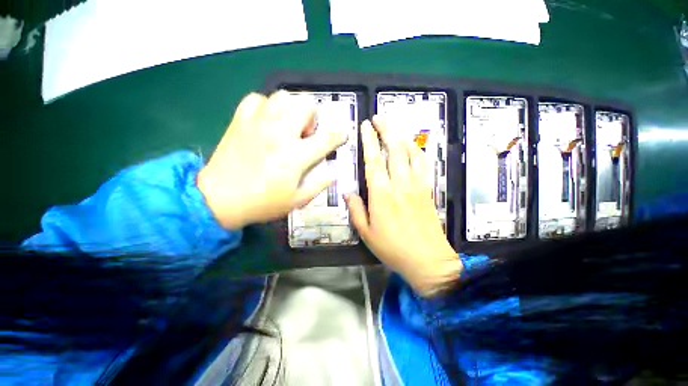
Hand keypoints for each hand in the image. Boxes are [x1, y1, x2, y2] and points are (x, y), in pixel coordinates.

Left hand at [198, 91, 347, 229]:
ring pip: (282, 96)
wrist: (218, 199)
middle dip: (313, 117)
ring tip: (287, 126)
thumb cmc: (262, 203)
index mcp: (296, 155)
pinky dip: (266, 106)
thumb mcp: (297, 201)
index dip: (339, 135)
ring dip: (291, 109)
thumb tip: (334, 173)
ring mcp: (258, 123)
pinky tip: (266, 121)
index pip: (327, 138)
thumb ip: (319, 185)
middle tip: (306, 134)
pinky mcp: (240, 120)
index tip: (343, 134)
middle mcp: (280, 133)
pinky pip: (257, 99)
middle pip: (306, 105)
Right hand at [345, 116, 462, 297]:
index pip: (373, 160)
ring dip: (402, 136)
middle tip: (379, 117)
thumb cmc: (393, 248)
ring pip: (411, 153)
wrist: (427, 260)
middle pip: (394, 150)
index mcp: (382, 195)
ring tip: (394, 127)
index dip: (369, 140)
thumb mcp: (366, 233)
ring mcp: (417, 185)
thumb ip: (356, 209)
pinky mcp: (428, 190)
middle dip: (387, 130)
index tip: (365, 125)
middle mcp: (400, 185)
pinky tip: (412, 146)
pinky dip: (418, 151)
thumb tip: (347, 191)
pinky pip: (425, 164)